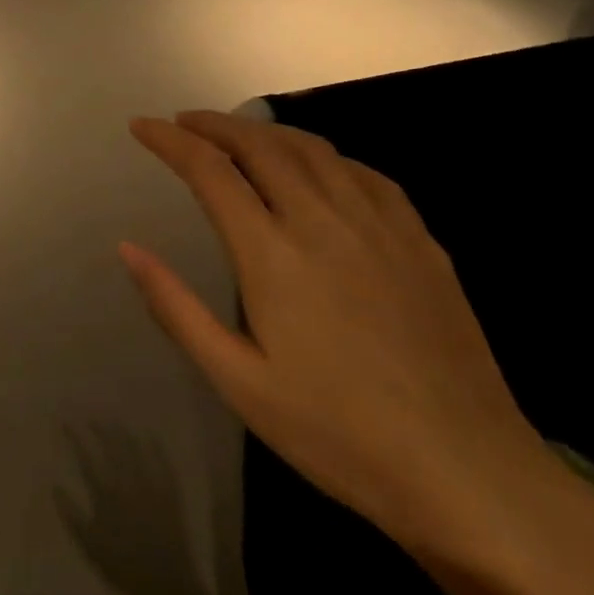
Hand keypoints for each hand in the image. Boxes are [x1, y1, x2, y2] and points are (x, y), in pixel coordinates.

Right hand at [123, 112, 593, 594]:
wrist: (466, 473)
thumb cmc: (337, 434)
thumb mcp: (238, 382)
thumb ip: (176, 308)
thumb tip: (127, 248)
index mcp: (271, 253)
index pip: (209, 170)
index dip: (170, 140)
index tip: (142, 126)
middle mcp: (321, 220)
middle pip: (259, 144)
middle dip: (214, 124)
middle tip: (184, 121)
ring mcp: (377, 225)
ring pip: (312, 149)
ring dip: (266, 131)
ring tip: (240, 134)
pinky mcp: (419, 240)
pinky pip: (363, 173)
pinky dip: (325, 155)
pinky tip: (318, 169)